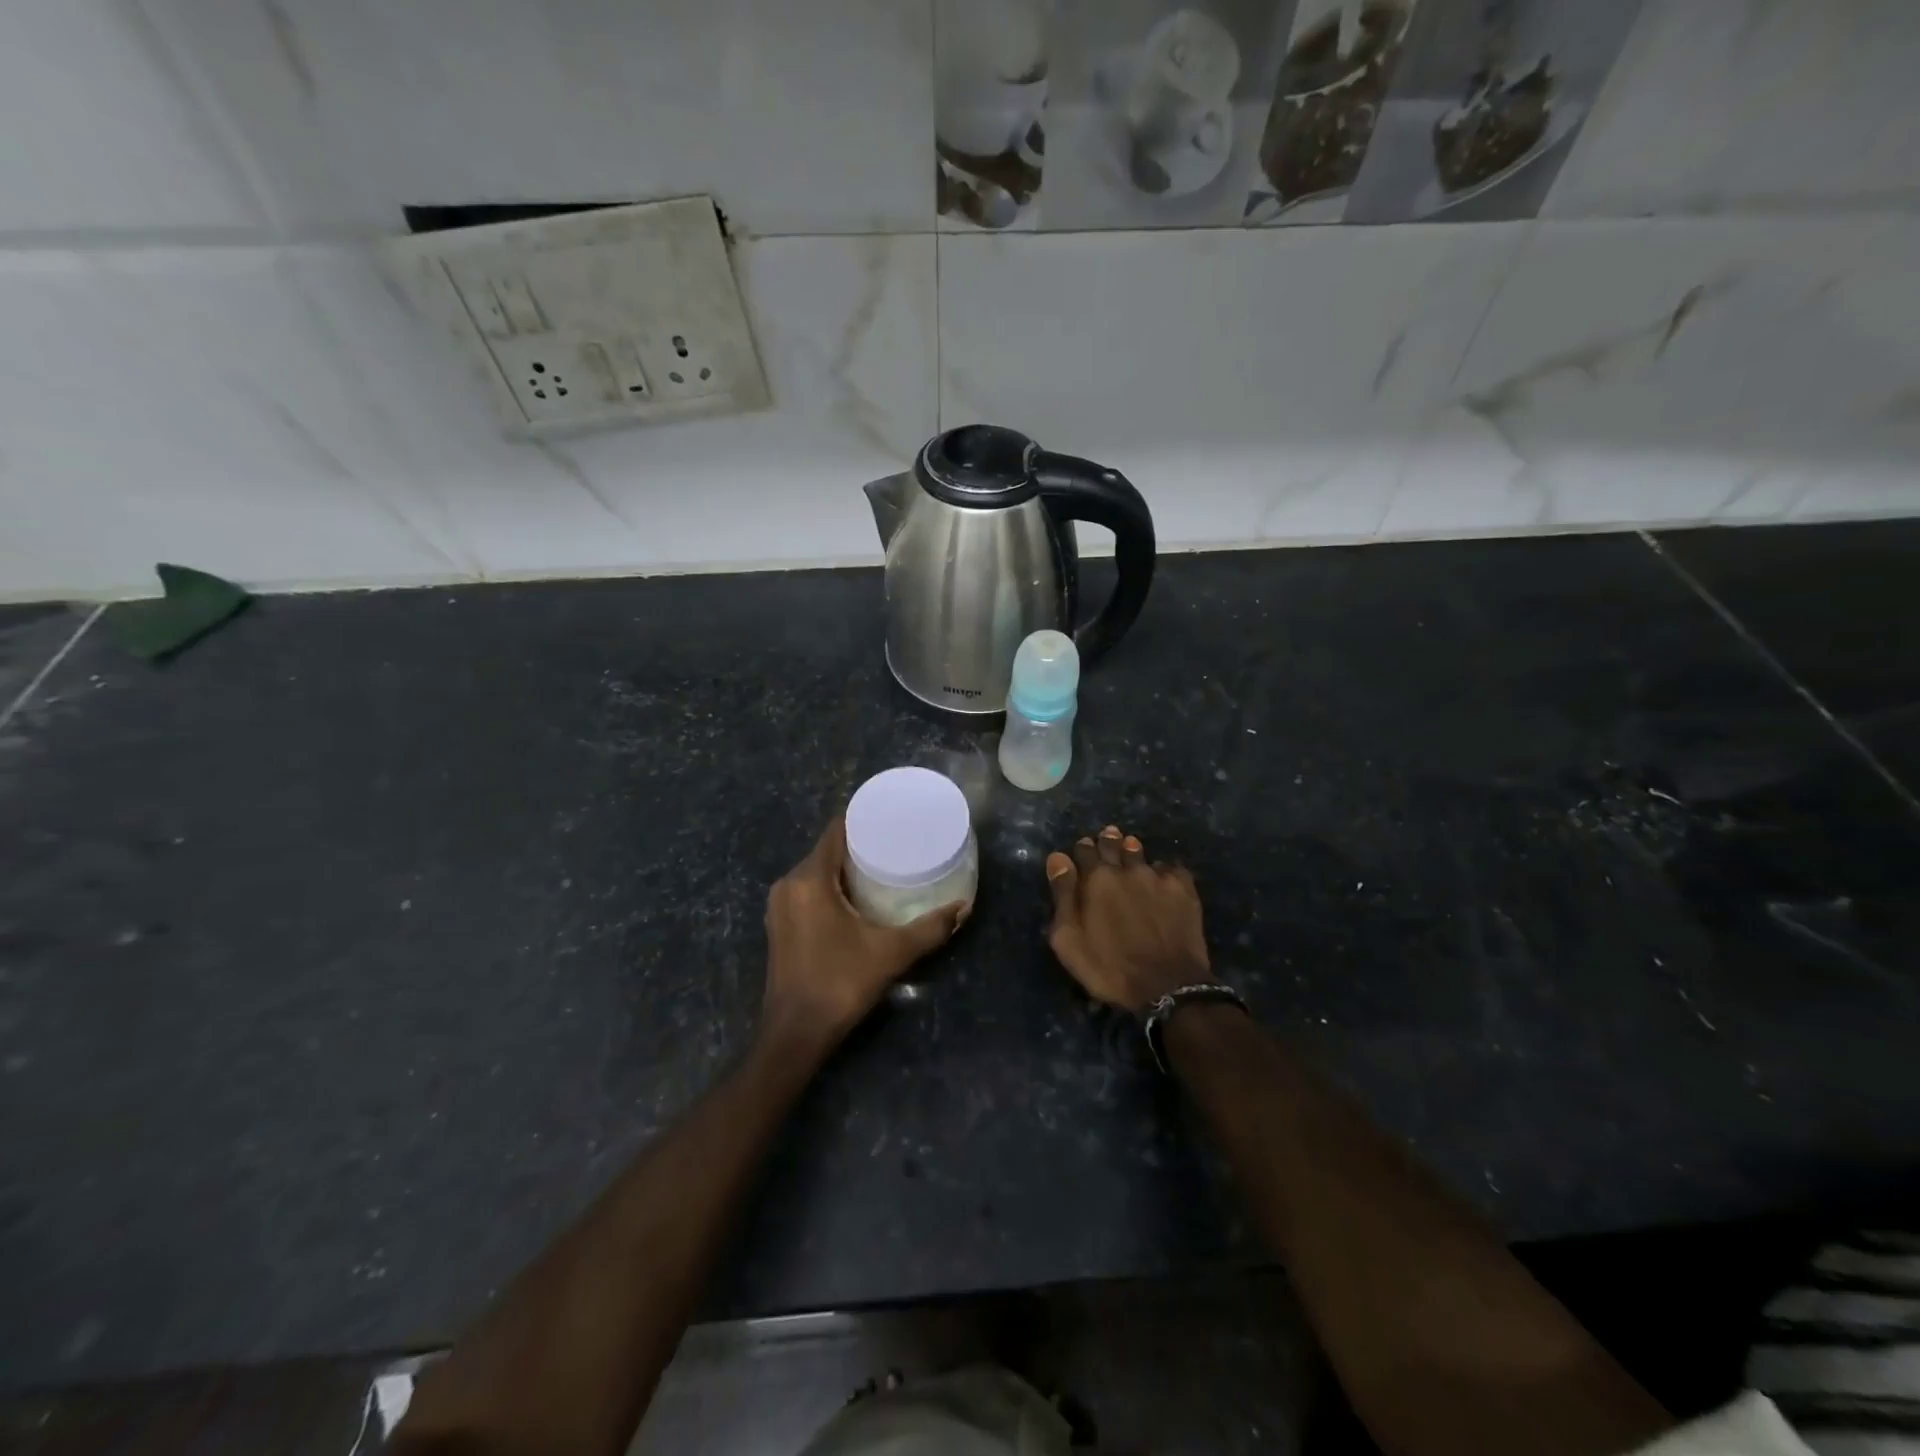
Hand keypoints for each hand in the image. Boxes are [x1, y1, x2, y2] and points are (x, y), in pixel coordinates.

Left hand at [763, 818, 964, 1044]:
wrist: (795, 1034)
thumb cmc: (839, 984)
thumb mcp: (890, 954)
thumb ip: (930, 929)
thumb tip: (964, 908)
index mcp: (809, 880)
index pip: (836, 830)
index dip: (863, 820)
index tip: (892, 820)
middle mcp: (788, 884)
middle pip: (827, 850)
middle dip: (859, 846)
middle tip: (897, 845)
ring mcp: (779, 906)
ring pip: (816, 871)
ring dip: (845, 868)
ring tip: (882, 869)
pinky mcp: (779, 924)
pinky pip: (808, 890)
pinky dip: (830, 887)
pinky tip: (857, 899)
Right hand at [1045, 824, 1210, 1013]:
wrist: (1167, 987)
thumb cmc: (1109, 967)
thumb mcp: (1069, 939)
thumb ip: (1063, 896)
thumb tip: (1058, 858)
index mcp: (1096, 879)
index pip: (1085, 850)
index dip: (1082, 849)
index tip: (1082, 849)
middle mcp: (1127, 869)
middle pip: (1114, 845)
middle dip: (1108, 840)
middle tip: (1107, 837)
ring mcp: (1158, 877)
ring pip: (1141, 853)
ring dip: (1133, 850)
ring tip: (1130, 848)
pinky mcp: (1184, 890)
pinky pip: (1170, 868)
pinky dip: (1162, 870)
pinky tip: (1161, 876)